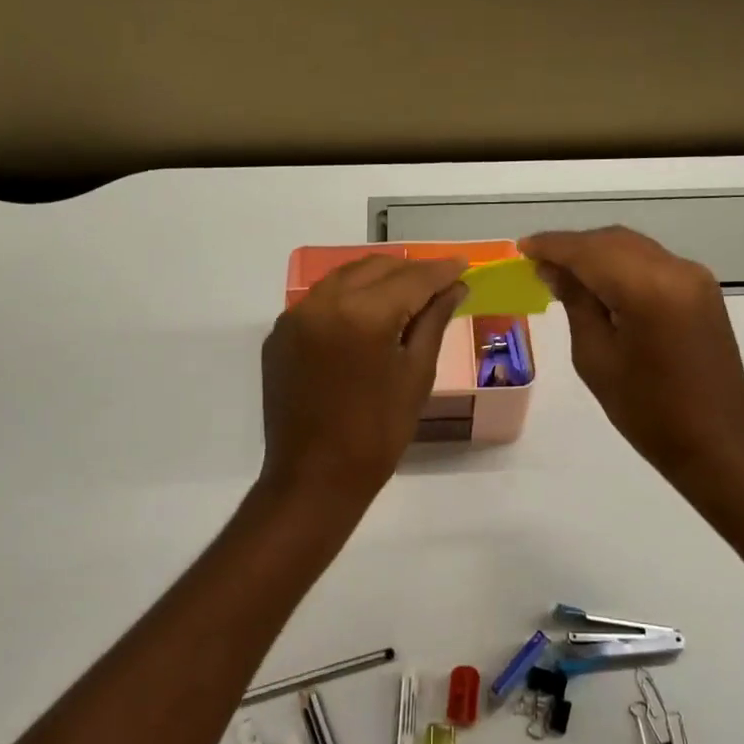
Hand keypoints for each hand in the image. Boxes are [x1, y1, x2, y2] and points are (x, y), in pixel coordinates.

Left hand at [259, 255, 467, 512]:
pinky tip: (366, 317)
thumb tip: (454, 287)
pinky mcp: (280, 335)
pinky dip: (348, 298)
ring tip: (406, 295)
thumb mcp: (416, 375)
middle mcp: (323, 303)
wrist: (314, 478)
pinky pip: (321, 301)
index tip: (463, 266)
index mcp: (362, 314)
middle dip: (410, 272)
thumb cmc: (378, 433)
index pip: (411, 278)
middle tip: (439, 284)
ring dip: (378, 279)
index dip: (440, 271)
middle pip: (375, 268)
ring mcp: (295, 317)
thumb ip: (433, 321)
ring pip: (345, 278)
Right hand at [521, 227, 743, 486]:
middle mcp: (676, 270)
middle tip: (538, 262)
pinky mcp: (703, 290)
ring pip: (633, 247)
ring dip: (597, 253)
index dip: (553, 246)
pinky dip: (622, 264)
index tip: (522, 248)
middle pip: (613, 241)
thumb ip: (576, 303)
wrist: (715, 442)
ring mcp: (695, 277)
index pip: (589, 251)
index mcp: (648, 289)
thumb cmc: (647, 410)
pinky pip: (653, 262)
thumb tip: (554, 269)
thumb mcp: (596, 358)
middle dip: (574, 246)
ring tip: (564, 272)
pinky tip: (600, 283)